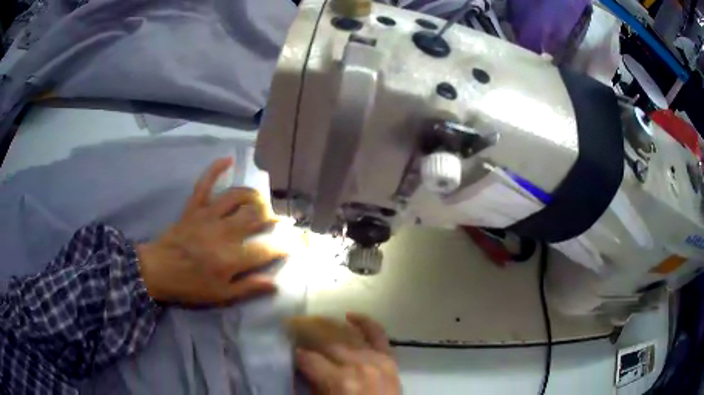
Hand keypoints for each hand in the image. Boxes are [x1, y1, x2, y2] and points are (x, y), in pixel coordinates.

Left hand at [136, 158, 286, 304]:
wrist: (157, 270)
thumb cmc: (190, 286)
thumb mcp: (220, 295)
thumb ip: (248, 287)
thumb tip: (275, 282)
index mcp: (230, 258)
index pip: (265, 249)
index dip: (281, 247)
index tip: (290, 246)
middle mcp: (223, 232)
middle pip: (255, 217)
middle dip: (273, 217)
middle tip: (279, 220)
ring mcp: (208, 216)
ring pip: (237, 197)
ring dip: (254, 196)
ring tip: (263, 201)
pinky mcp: (194, 207)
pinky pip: (205, 184)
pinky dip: (215, 169)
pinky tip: (228, 160)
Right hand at [295, 313, 400, 394]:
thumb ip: (311, 383)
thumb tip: (299, 366)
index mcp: (339, 381)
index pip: (308, 358)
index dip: (295, 354)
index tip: (288, 350)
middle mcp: (357, 365)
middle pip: (326, 341)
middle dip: (307, 332)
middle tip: (293, 327)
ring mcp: (376, 360)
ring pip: (348, 334)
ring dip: (329, 326)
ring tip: (314, 321)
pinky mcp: (389, 359)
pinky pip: (378, 335)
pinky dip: (365, 322)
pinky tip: (350, 316)